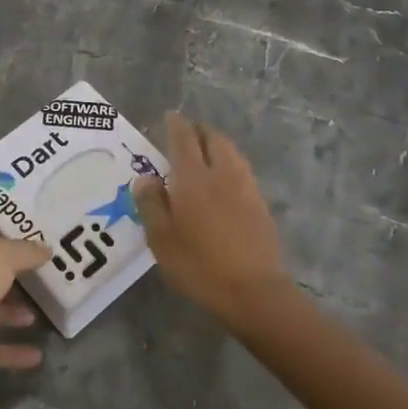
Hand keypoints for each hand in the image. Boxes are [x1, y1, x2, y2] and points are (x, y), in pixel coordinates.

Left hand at [0, 227, 49, 391]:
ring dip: (14, 311)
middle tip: (49, 274)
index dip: (8, 234)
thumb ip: (26, 251)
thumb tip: (47, 249)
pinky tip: (38, 355)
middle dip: (16, 274)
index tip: (37, 237)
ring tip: (43, 311)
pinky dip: (14, 350)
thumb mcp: (1, 256)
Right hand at [134, 112, 289, 322]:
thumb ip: (151, 204)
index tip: (170, 116)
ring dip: (217, 143)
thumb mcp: (161, 239)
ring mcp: (245, 188)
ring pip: (232, 152)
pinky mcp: (260, 204)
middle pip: (213, 139)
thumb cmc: (199, 266)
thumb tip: (146, 178)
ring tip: (206, 149)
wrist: (254, 292)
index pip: (184, 139)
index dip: (176, 125)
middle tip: (187, 132)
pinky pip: (242, 169)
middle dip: (199, 130)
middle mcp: (221, 174)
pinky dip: (230, 162)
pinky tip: (225, 177)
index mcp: (193, 178)